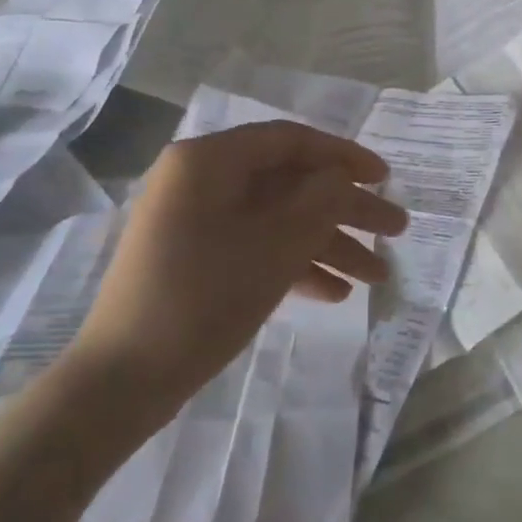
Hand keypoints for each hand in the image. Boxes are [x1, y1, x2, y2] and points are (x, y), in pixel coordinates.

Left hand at [64, 121, 407, 432]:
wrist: (124, 380)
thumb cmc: (204, 295)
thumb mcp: (276, 243)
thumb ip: (321, 199)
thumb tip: (342, 178)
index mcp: (209, 161)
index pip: (290, 141)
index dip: (344, 156)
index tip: (385, 178)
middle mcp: (201, 182)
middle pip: (291, 184)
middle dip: (347, 210)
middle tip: (396, 229)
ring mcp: (198, 223)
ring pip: (279, 220)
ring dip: (329, 245)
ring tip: (379, 276)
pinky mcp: (198, 259)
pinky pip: (257, 247)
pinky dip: (296, 264)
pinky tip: (337, 293)